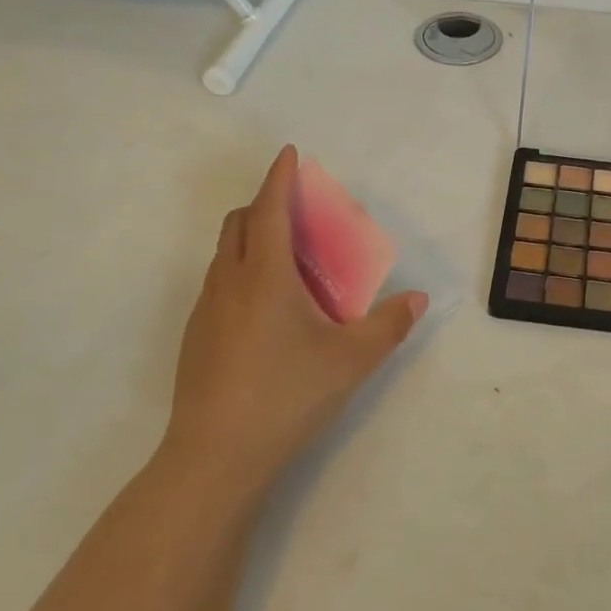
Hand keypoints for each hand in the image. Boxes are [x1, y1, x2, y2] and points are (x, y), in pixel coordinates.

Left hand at [162, 146, 426, 505]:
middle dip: (264, 204)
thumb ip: (388, 326)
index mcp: (265, 276)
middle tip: (297, 215)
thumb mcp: (351, 360)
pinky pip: (218, 283)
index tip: (289, 154)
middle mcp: (229, 282)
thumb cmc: (287, 395)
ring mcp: (205, 310)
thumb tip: (417, 300)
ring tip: (285, 262)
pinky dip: (240, 272)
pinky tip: (263, 311)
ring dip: (250, 238)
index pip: (269, 209)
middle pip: (238, 222)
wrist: (216, 456)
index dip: (280, 177)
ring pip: (224, 254)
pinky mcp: (194, 336)